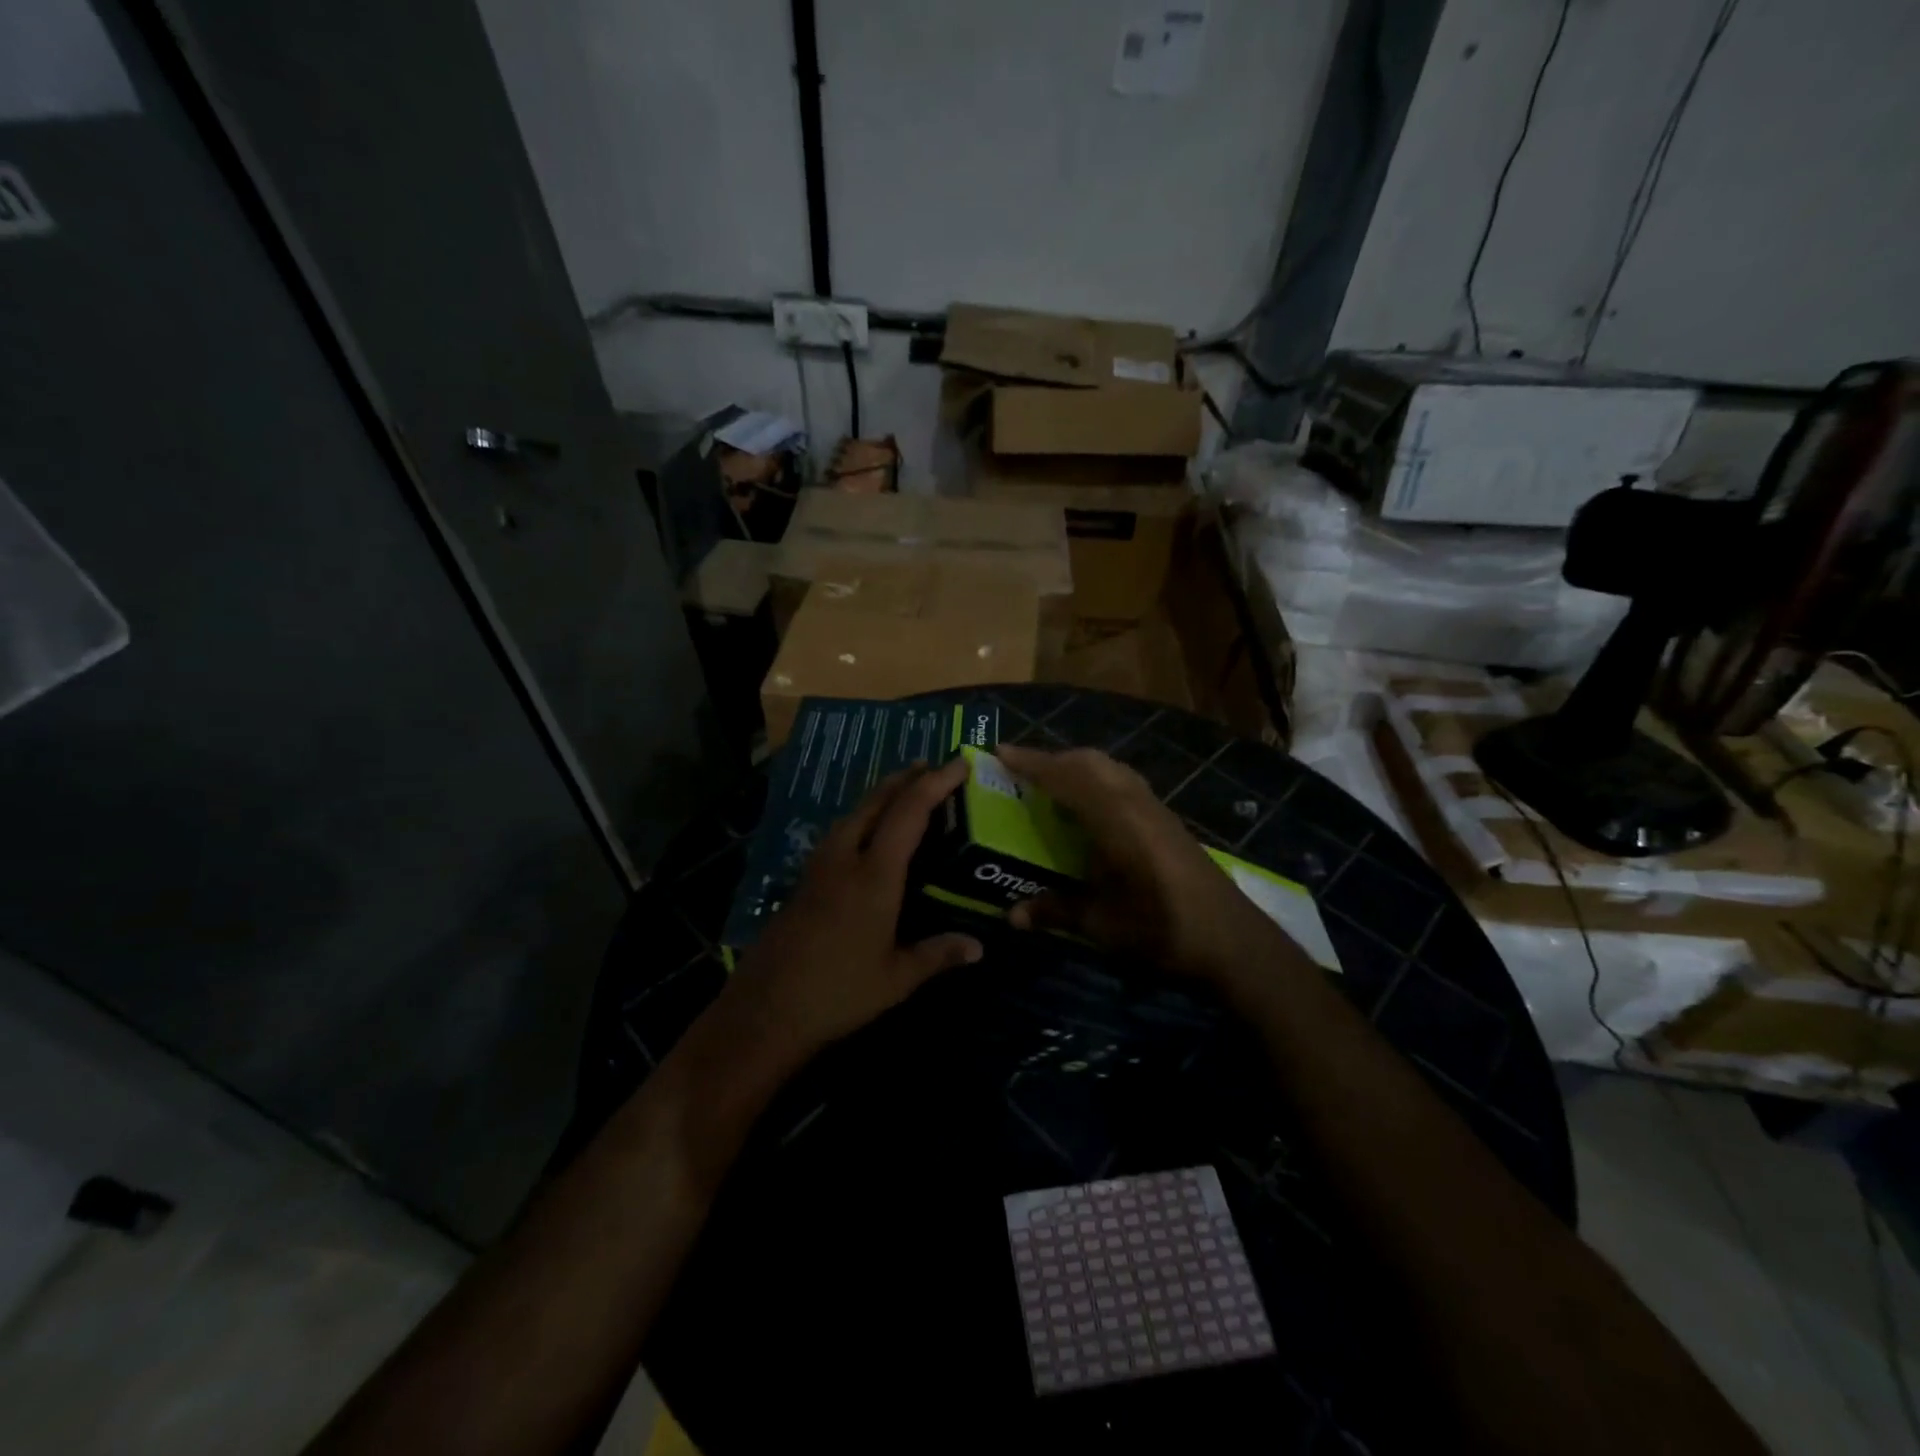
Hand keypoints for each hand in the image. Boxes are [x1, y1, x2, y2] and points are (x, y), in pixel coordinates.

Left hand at [729, 758, 982, 1061]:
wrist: (764, 1011)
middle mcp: (844, 858)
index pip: (909, 813)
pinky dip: (863, 817)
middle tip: (932, 766)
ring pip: (853, 814)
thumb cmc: (838, 993)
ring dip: (881, 795)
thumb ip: (938, 955)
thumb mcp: (896, 978)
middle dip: (905, 778)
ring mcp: (818, 867)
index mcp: (873, 875)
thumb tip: (979, 947)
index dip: (935, 783)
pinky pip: (839, 832)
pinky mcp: (804, 881)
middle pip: (876, 802)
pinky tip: (867, 833)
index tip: (958, 763)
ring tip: (904, 791)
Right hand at [995, 745, 1295, 983]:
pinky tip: (1089, 808)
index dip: (1031, 763)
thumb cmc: (1163, 929)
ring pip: (1109, 769)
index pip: (1066, 777)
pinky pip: (1123, 782)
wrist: (1232, 939)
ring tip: (1050, 783)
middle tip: (1019, 770)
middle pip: (1089, 762)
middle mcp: (1134, 802)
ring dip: (1076, 766)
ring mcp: (1155, 808)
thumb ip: (1056, 912)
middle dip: (1052, 759)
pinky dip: (1096, 780)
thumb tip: (1011, 917)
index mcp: (1115, 819)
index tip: (999, 752)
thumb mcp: (1103, 925)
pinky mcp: (1167, 819)